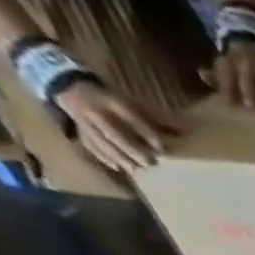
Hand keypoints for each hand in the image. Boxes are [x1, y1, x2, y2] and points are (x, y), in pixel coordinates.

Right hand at [53, 81, 175, 171]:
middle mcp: (95, 111)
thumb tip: (186, 130)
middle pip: (113, 133)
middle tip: (151, 163)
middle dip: (132, 149)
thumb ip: (158, 116)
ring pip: (100, 141)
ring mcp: (83, 121)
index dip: (145, 132)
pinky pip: (89, 144)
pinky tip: (118, 168)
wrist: (68, 84)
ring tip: (136, 170)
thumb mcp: (133, 101)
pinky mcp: (78, 129)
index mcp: (110, 101)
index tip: (161, 147)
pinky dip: (103, 157)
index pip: (129, 117)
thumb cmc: (111, 98)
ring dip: (119, 157)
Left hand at [207, 41, 254, 108]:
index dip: (226, 86)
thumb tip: (202, 75)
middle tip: (250, 106)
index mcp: (230, 61)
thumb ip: (216, 74)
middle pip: (245, 77)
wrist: (248, 37)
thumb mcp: (223, 64)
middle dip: (247, 89)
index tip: (229, 101)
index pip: (225, 73)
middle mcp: (245, 62)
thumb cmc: (237, 59)